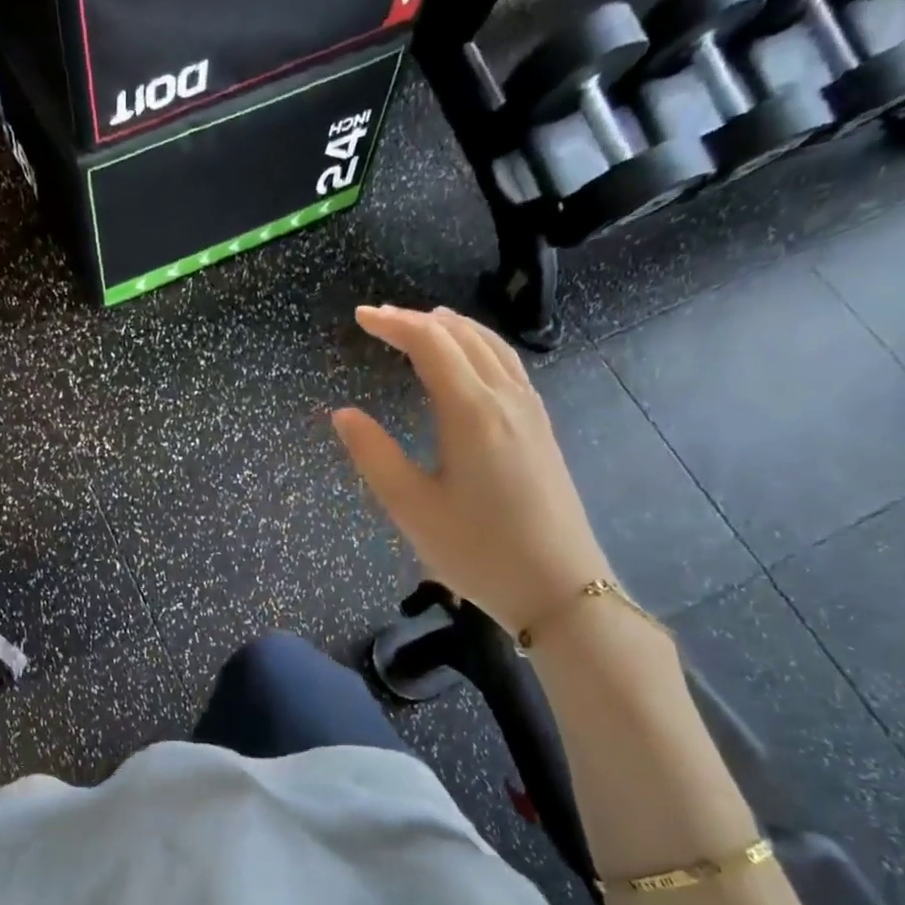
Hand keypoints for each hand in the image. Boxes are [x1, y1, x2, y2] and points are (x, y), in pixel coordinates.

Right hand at [332, 305, 608, 636]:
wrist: (560, 588)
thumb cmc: (477, 550)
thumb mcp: (411, 507)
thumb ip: (374, 455)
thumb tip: (344, 414)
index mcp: (472, 412)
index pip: (431, 344)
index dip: (394, 323)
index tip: (361, 317)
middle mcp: (506, 399)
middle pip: (463, 336)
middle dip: (419, 320)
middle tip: (380, 320)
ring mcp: (531, 412)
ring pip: (493, 347)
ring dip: (454, 328)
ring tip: (423, 324)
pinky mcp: (541, 429)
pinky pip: (508, 366)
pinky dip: (479, 347)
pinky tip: (469, 362)